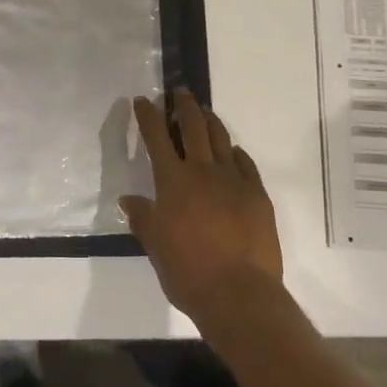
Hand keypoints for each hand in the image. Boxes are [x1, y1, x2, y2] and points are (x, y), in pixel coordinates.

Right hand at [121, 89, 283, 324]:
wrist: (238, 293)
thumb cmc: (187, 272)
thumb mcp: (155, 246)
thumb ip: (143, 218)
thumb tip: (129, 200)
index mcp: (173, 181)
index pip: (156, 137)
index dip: (148, 115)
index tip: (143, 100)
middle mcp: (203, 171)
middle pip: (193, 126)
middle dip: (183, 105)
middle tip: (179, 92)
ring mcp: (234, 180)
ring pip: (221, 138)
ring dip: (210, 120)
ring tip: (204, 112)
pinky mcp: (257, 194)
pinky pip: (245, 163)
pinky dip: (235, 153)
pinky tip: (232, 152)